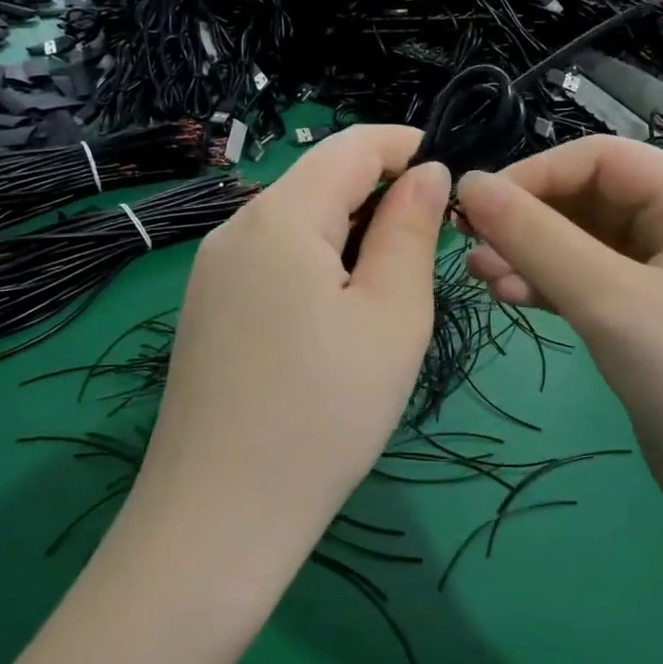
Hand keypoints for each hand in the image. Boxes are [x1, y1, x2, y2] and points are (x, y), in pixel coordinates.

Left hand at [136, 126, 450, 551]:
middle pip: (319, 180)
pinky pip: (272, 259)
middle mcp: (235, 228)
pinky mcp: (208, 309)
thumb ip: (411, 231)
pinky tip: (340, 314)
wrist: (220, 518)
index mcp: (280, 216)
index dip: (407, 145)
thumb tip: (429, 173)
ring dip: (351, 231)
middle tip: (435, 242)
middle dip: (382, 193)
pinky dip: (318, 262)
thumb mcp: (392, 316)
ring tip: (393, 283)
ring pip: (296, 221)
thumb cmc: (325, 412)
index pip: (351, 145)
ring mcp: (213, 271)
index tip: (455, 171)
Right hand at [456, 136, 662, 517]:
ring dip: (529, 252)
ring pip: (581, 242)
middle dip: (527, 218)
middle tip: (471, 246)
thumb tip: (470, 184)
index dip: (533, 174)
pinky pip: (587, 281)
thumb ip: (537, 239)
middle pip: (588, 197)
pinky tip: (510, 295)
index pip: (599, 158)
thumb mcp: (611, 301)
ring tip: (481, 275)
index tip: (476, 207)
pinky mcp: (646, 316)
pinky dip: (548, 284)